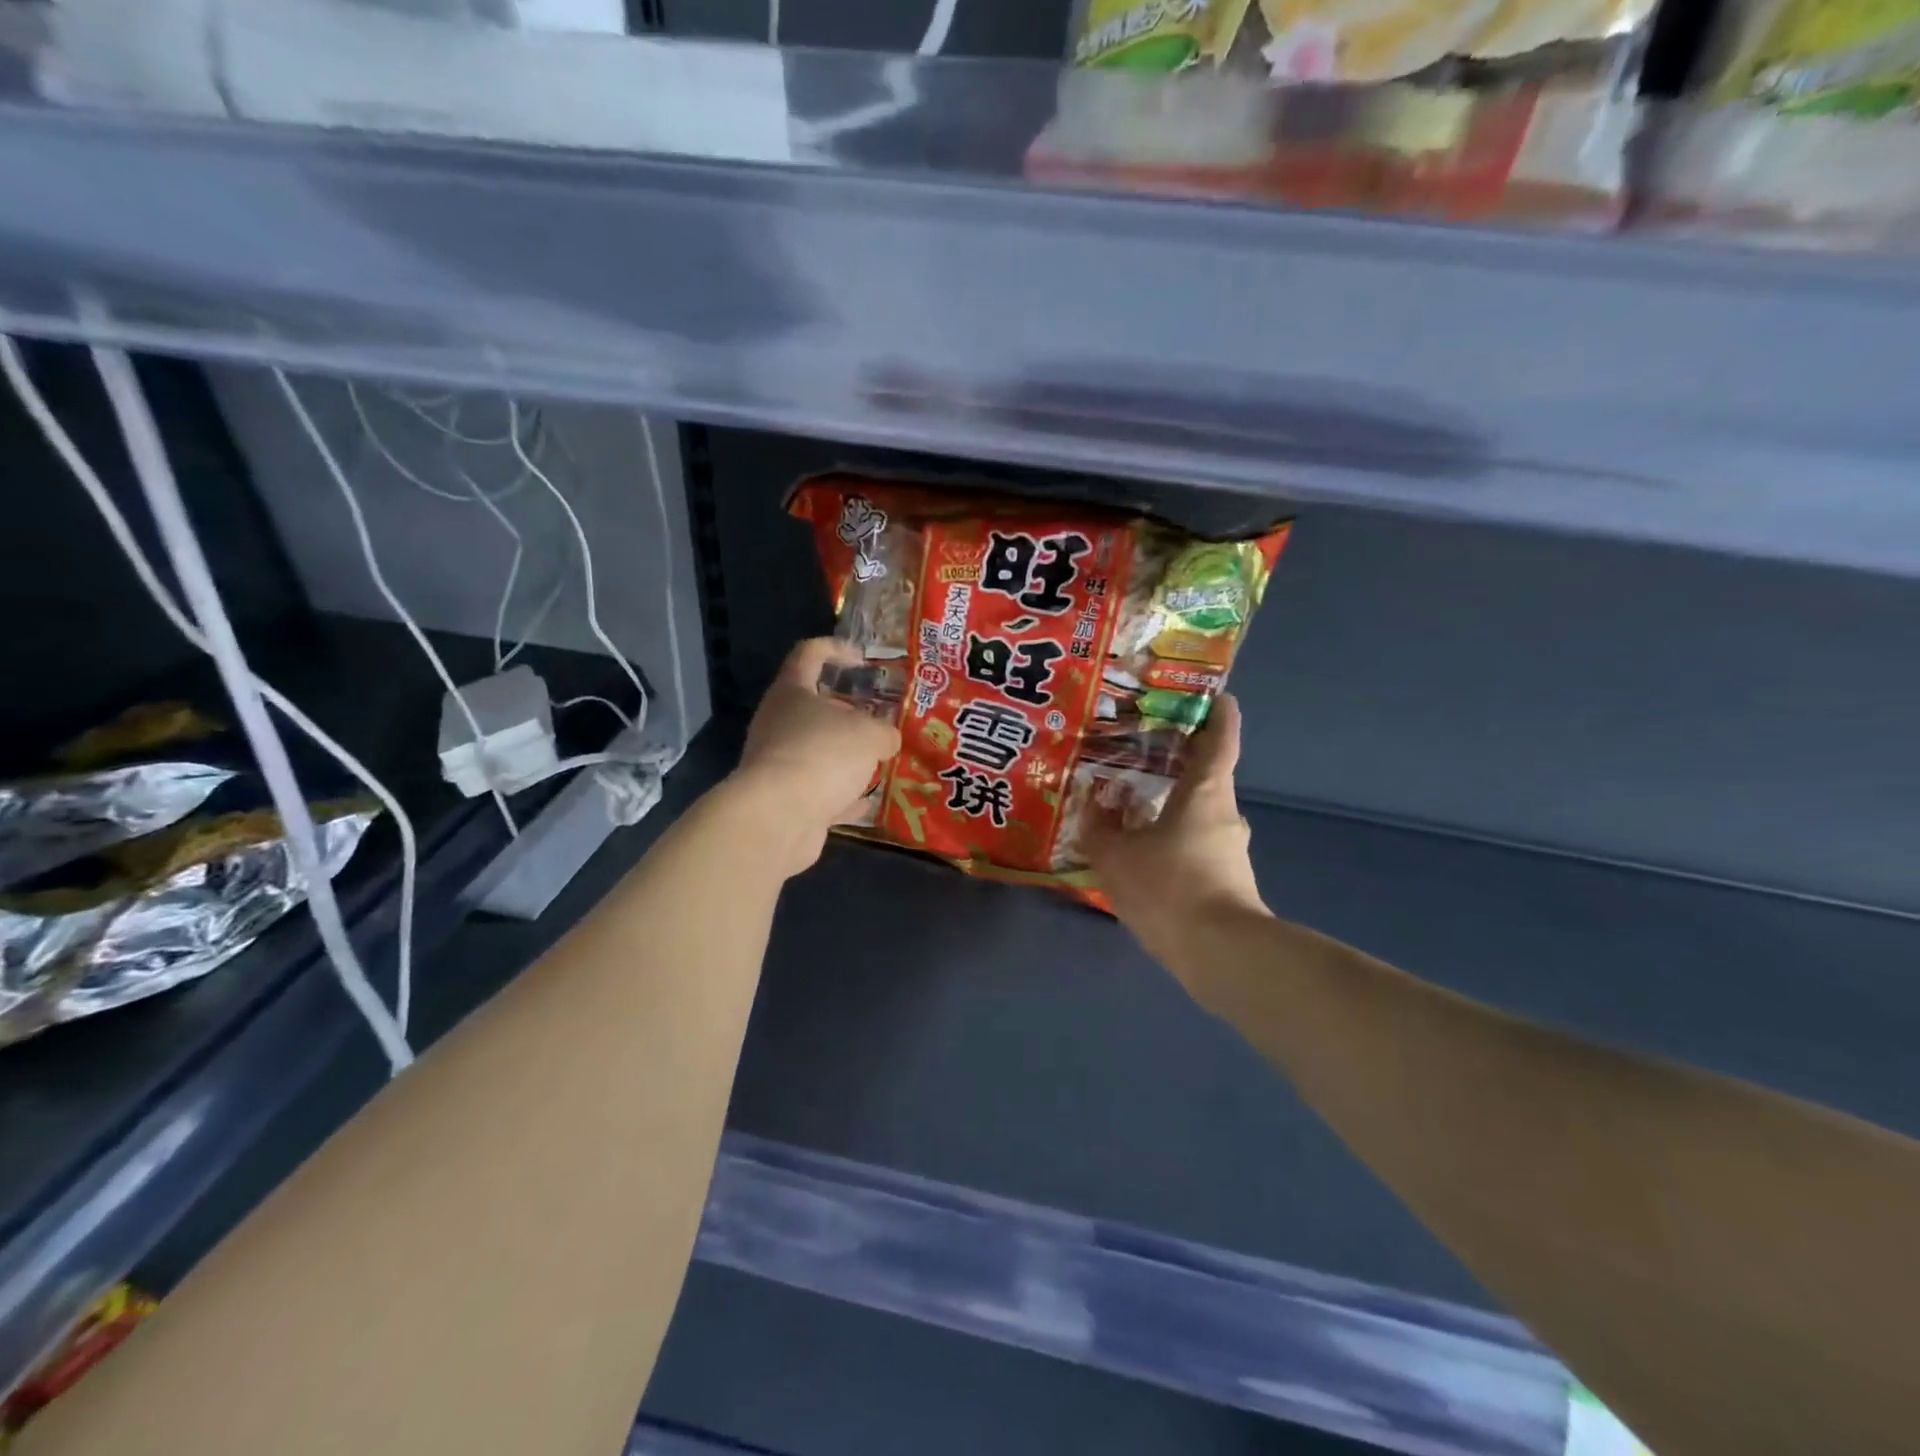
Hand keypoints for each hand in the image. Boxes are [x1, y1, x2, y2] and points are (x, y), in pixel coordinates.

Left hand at [730, 638, 901, 876]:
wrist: (779, 816)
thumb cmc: (824, 754)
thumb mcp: (870, 735)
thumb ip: (884, 732)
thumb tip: (886, 739)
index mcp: (792, 691)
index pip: (809, 653)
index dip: (836, 650)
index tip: (862, 659)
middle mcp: (778, 722)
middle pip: (813, 707)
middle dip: (848, 713)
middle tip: (879, 719)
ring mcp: (777, 762)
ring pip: (816, 750)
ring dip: (844, 756)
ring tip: (879, 760)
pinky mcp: (782, 799)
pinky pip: (817, 790)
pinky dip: (840, 794)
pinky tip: (866, 801)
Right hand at [1085, 694, 1267, 974]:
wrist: (1219, 955)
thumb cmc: (1169, 886)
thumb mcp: (1116, 855)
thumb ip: (1099, 825)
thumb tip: (1094, 800)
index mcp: (1205, 790)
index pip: (1221, 735)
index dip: (1217, 710)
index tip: (1210, 693)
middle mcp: (1224, 812)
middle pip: (1204, 774)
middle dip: (1174, 760)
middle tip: (1137, 750)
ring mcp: (1228, 848)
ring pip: (1195, 813)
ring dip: (1167, 804)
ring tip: (1126, 805)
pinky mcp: (1226, 879)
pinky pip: (1192, 844)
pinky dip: (1169, 838)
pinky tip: (1138, 852)